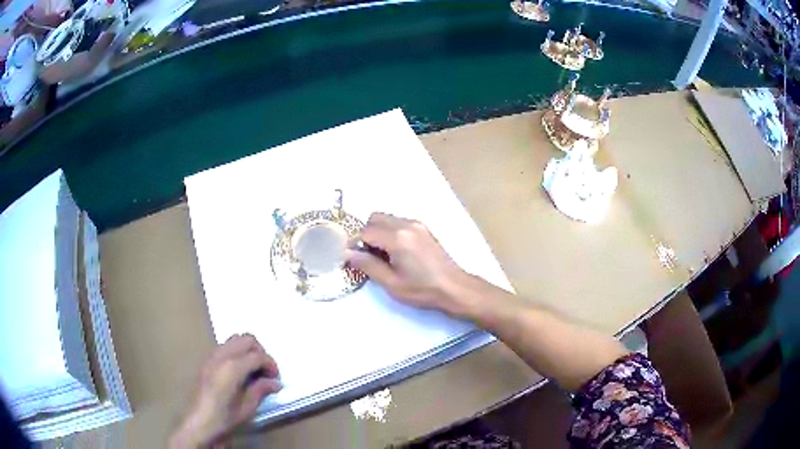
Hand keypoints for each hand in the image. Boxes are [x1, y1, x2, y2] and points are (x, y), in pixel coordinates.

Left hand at [170, 334, 280, 448]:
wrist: (199, 423)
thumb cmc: (225, 417)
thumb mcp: (247, 407)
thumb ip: (261, 389)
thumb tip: (275, 382)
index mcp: (232, 367)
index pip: (257, 355)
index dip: (270, 364)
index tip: (276, 377)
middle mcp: (221, 356)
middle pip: (246, 339)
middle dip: (260, 351)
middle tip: (266, 370)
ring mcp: (211, 357)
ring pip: (233, 340)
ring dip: (247, 350)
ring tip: (253, 369)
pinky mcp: (206, 362)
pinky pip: (224, 347)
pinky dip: (235, 353)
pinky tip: (238, 371)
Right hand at [346, 213, 472, 315]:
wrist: (454, 287)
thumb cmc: (422, 289)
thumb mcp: (391, 283)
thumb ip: (368, 265)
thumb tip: (347, 253)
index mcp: (397, 237)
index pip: (365, 231)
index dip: (355, 244)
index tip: (353, 258)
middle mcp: (406, 224)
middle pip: (374, 218)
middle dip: (366, 234)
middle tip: (369, 257)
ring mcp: (416, 224)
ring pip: (386, 219)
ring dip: (378, 232)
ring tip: (383, 256)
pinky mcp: (423, 228)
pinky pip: (398, 222)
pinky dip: (390, 232)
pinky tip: (396, 252)